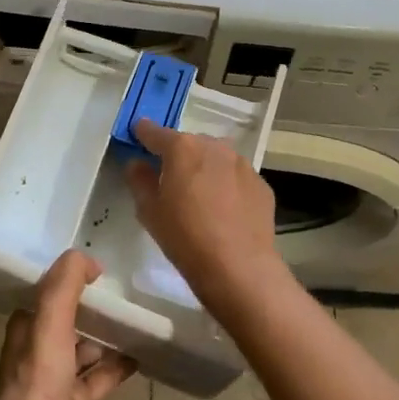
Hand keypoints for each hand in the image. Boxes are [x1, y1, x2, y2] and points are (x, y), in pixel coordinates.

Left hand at [0, 250, 137, 399]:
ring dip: (105, 336)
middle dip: (89, 308)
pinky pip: (99, 378)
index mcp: (26, 328)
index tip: (95, 268)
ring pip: (84, 349)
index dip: (66, 279)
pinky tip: (140, 356)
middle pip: (66, 320)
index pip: (45, 294)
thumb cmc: (40, 376)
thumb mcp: (51, 320)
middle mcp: (37, 350)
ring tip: (134, 319)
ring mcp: (56, 379)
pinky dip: (117, 367)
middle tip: (121, 291)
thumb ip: (65, 284)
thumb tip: (87, 259)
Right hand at [125, 119, 282, 315]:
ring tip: (200, 196)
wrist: (239, 267)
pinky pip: (236, 177)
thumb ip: (139, 180)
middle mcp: (214, 147)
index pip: (154, 132)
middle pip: (189, 143)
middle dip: (178, 156)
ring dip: (205, 168)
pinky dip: (227, 185)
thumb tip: (137, 163)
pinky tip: (224, 210)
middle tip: (170, 180)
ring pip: (215, 158)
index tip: (137, 137)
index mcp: (182, 148)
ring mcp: (242, 163)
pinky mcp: (261, 183)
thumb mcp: (149, 211)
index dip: (143, 134)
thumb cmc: (185, 237)